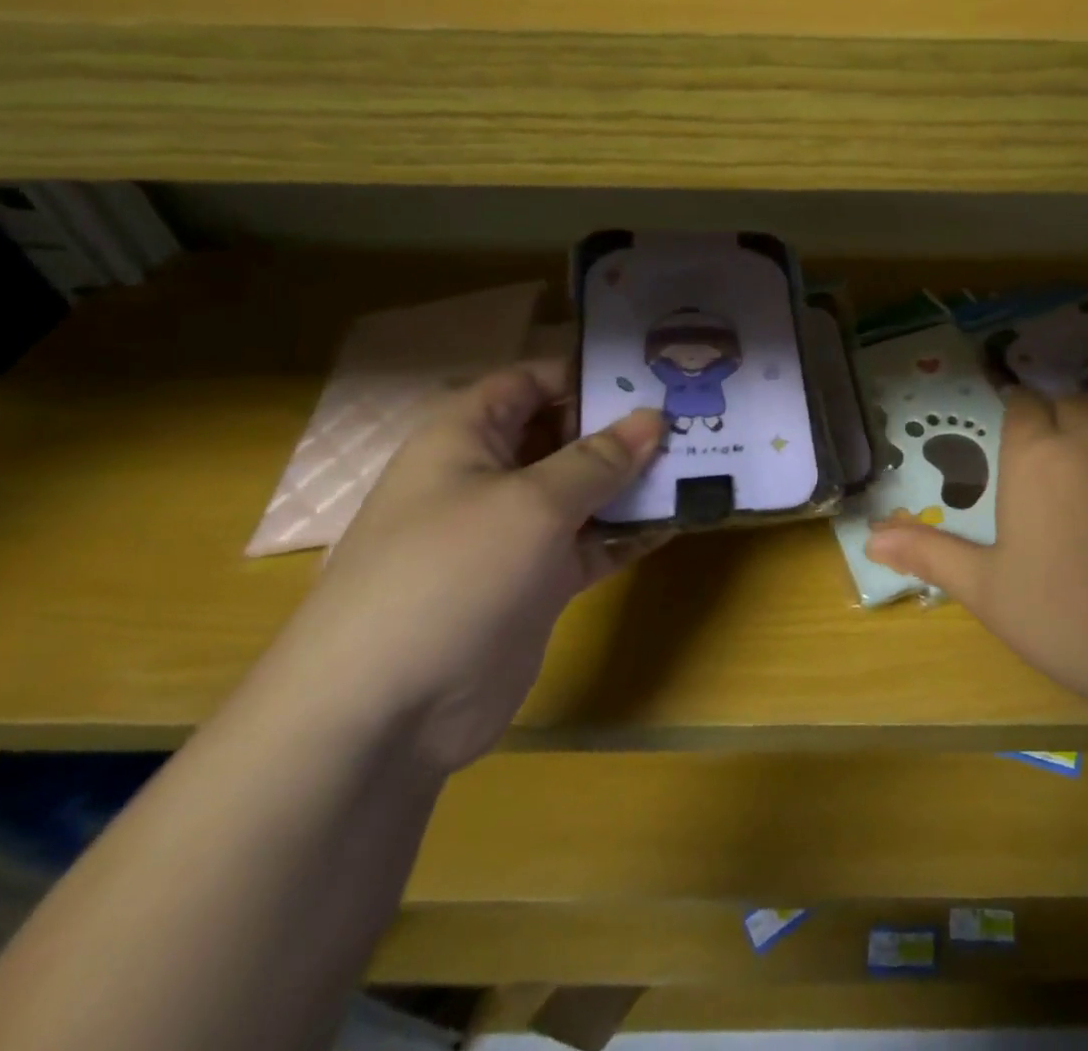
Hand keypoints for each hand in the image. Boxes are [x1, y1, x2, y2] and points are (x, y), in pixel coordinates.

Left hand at [268, 362, 664, 773]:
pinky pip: (592, 542)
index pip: (530, 382)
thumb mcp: (533, 503)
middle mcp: (491, 477)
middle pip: (565, 435)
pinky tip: (680, 519)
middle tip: (692, 418)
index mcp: (467, 438)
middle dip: (624, 428)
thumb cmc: (451, 574)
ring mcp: (515, 533)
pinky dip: (630, 531)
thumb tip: (653, 418)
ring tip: (701, 463)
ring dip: (636, 480)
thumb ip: (599, 459)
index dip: (585, 374)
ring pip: (585, 491)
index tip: (651, 375)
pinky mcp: (537, 581)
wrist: (386, 713)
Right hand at [865, 390, 1087, 716]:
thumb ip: (929, 555)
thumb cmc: (1069, 616)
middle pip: (1067, 402)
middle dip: (1055, 415)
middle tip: (1052, 450)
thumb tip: (869, 537)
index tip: (1016, 429)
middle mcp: (1087, 434)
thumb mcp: (987, 590)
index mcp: (1034, 456)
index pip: (1022, 407)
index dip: (1017, 412)